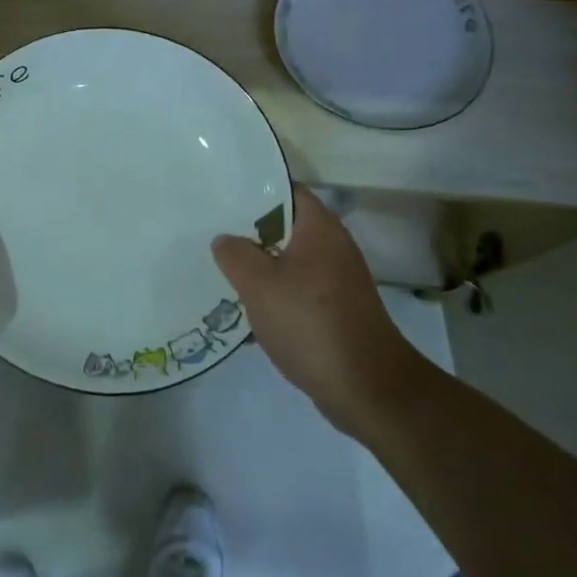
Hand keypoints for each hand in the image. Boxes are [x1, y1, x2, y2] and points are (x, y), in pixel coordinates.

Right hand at [212, 185, 426, 440]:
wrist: (367, 388)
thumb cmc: (310, 323)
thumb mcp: (259, 284)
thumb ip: (235, 255)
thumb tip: (225, 239)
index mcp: (319, 229)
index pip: (286, 191)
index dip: (254, 189)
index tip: (221, 196)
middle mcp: (332, 248)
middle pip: (283, 228)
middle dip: (247, 232)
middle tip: (209, 233)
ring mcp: (336, 282)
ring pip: (286, 263)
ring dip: (256, 268)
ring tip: (218, 271)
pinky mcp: (333, 312)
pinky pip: (294, 293)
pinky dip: (271, 298)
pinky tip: (242, 313)